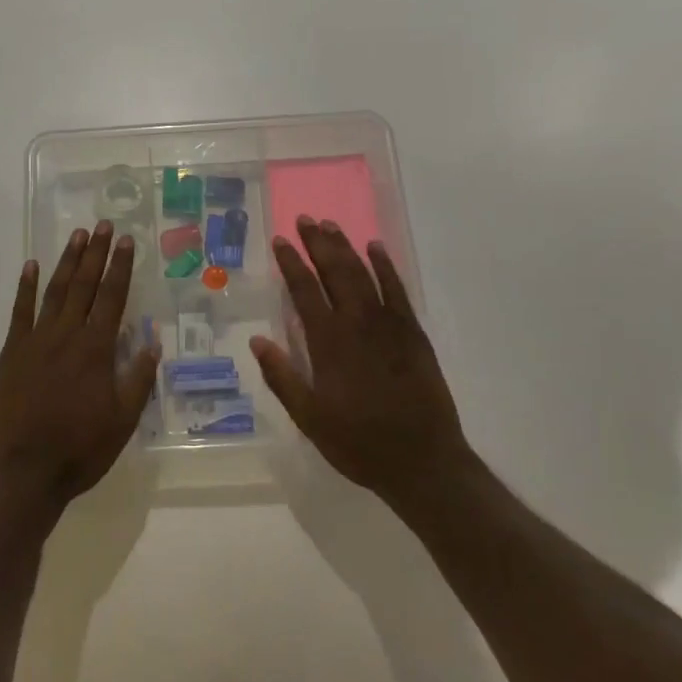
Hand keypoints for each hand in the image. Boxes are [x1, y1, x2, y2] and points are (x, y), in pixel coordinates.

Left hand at [0, 221, 159, 512]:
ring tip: (78, 236)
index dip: (121, 267)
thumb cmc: (79, 450)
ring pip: (55, 290)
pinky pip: (20, 311)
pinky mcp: (12, 351)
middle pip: (85, 285)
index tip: (127, 240)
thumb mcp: (122, 421)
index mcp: (96, 349)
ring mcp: (36, 340)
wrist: (22, 472)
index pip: (113, 297)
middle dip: (96, 253)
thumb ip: (138, 378)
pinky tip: (30, 266)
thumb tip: (152, 340)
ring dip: (67, 262)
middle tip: (104, 225)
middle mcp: (67, 335)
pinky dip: (25, 287)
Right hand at [251, 217, 470, 515]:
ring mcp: (389, 325)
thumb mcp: (310, 418)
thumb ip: (283, 378)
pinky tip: (375, 248)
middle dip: (319, 244)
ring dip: (346, 247)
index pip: (305, 291)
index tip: (281, 240)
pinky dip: (385, 267)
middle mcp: (357, 324)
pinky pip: (397, 290)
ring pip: (364, 274)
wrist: (424, 462)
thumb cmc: (359, 443)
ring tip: (330, 225)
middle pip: (336, 272)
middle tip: (306, 219)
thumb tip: (257, 340)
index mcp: (329, 343)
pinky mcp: (413, 333)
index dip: (291, 263)